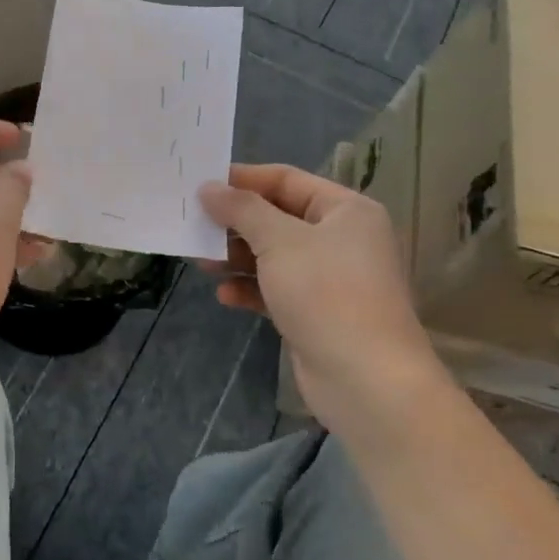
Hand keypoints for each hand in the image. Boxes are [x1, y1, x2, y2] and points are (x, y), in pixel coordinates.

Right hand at [199, 164, 436, 398]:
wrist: (365, 380)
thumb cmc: (326, 293)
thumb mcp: (279, 241)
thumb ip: (241, 210)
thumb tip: (208, 187)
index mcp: (346, 210)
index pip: (287, 180)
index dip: (243, 179)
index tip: (201, 184)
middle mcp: (342, 239)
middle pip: (278, 218)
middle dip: (235, 223)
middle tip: (194, 226)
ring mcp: (330, 279)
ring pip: (274, 256)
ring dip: (237, 257)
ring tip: (201, 262)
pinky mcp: (317, 313)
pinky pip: (276, 289)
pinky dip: (251, 288)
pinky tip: (224, 294)